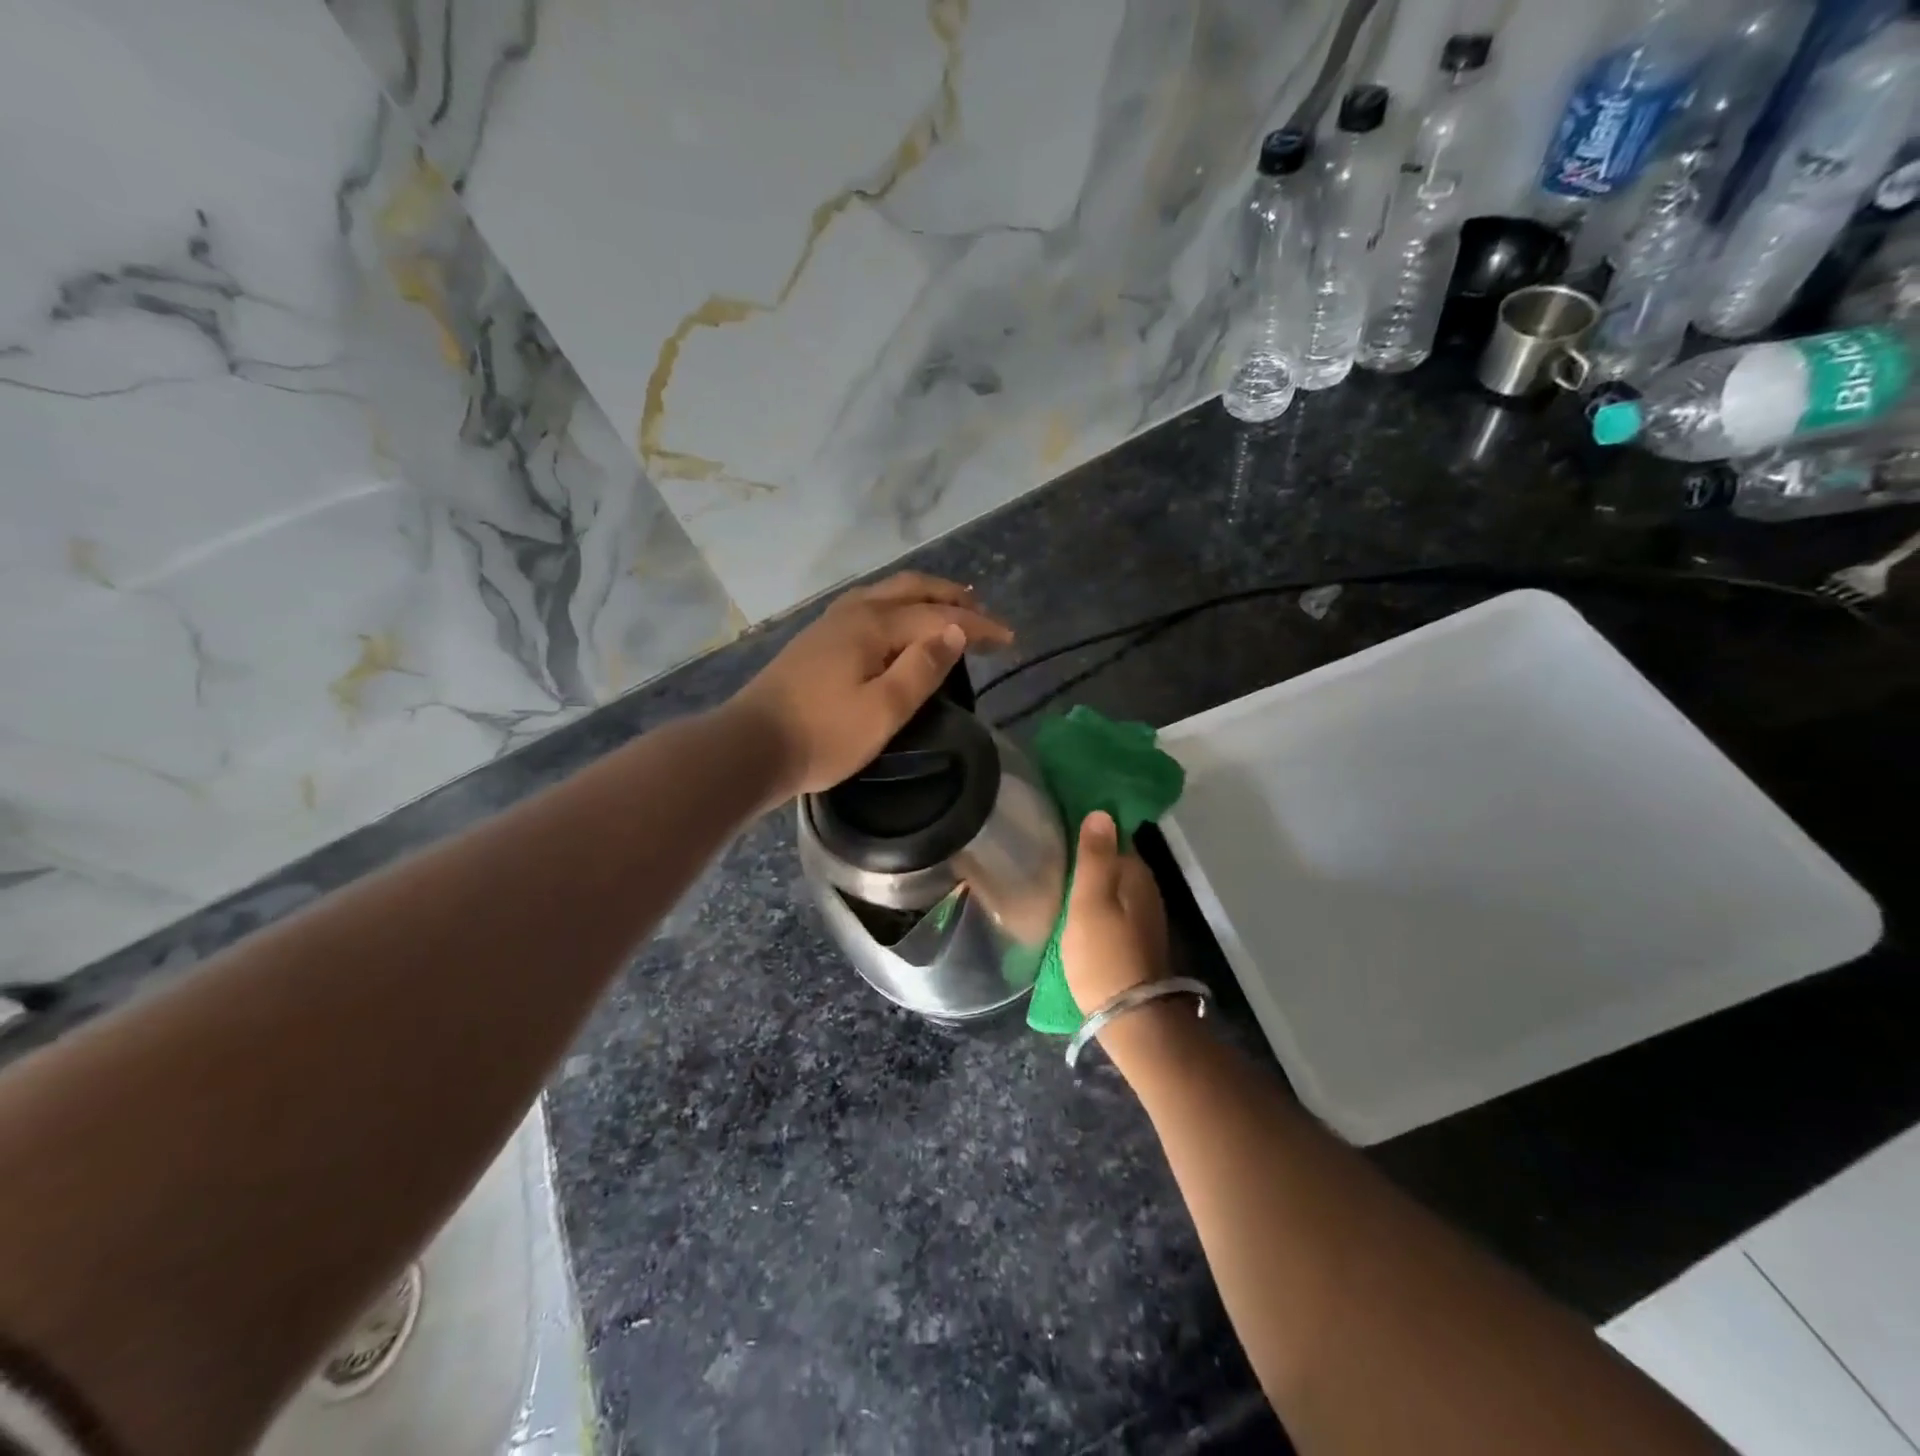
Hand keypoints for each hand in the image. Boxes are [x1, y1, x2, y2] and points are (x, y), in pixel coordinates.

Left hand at [730, 572, 1012, 800]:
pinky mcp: (816, 641)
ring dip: (922, 596)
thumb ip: (922, 668)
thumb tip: (954, 632)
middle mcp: (852, 612)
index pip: (937, 616)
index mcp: (872, 625)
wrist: (749, 748)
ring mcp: (829, 624)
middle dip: (950, 596)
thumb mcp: (883, 710)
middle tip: (982, 609)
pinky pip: (868, 606)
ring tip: (947, 607)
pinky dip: (897, 606)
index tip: (1009, 638)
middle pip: (910, 589)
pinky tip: (896, 624)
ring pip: (886, 593)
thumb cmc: (822, 735)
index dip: (977, 626)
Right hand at [1060, 811, 1170, 1012]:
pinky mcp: (1135, 938)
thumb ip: (1094, 857)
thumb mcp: (1089, 902)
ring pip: (1113, 884)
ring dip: (1090, 878)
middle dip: (1088, 853)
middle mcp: (1146, 888)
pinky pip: (1113, 905)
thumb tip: (1101, 811)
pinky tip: (1073, 907)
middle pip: (1114, 859)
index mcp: (1135, 873)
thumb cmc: (1104, 955)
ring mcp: (1143, 915)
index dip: (1088, 827)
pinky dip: (1095, 901)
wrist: (1131, 1018)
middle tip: (1049, 848)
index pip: (1113, 834)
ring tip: (1055, 874)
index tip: (1058, 823)